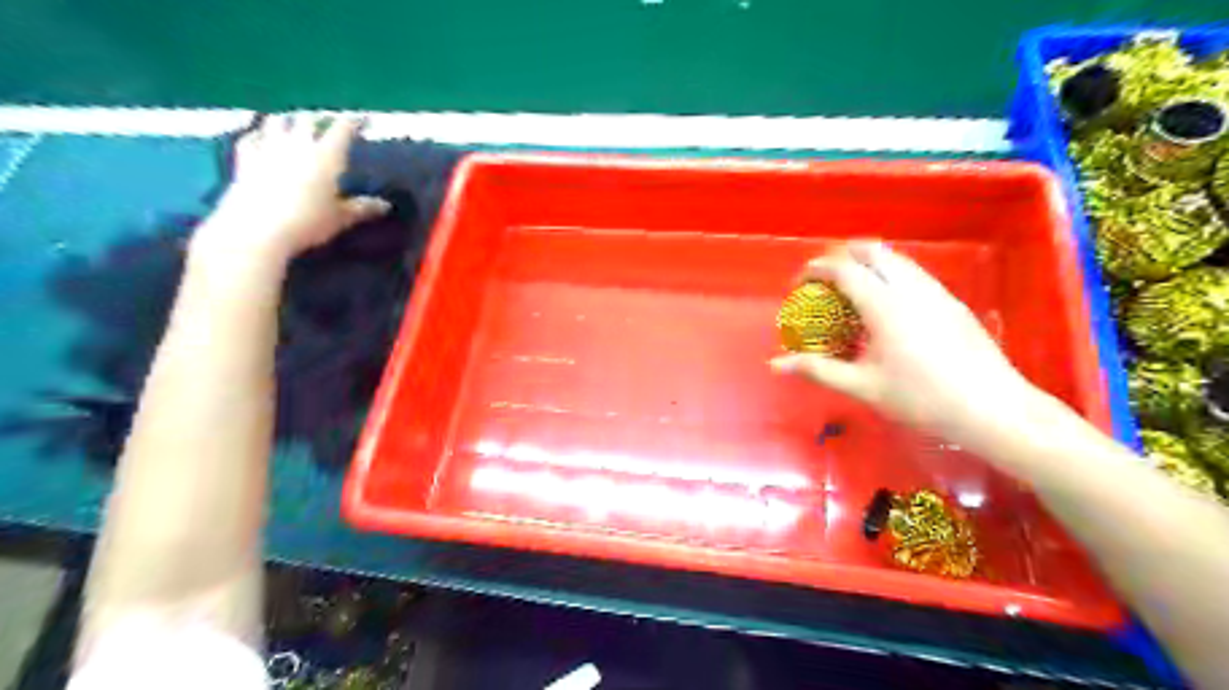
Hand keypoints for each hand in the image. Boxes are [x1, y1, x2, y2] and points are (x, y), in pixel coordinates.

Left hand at [193, 113, 388, 261]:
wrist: (258, 228)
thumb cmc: (308, 222)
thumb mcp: (341, 218)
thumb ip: (362, 208)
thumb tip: (385, 205)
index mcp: (326, 155)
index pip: (342, 129)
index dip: (353, 122)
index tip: (362, 120)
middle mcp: (297, 144)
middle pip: (307, 119)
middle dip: (318, 119)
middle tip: (325, 124)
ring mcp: (268, 147)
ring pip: (277, 121)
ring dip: (287, 120)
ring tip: (293, 125)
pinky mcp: (245, 158)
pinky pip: (251, 138)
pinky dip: (258, 135)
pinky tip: (260, 139)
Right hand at [764, 242, 1044, 446]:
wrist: (992, 408)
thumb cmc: (921, 399)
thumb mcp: (863, 386)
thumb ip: (818, 369)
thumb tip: (776, 364)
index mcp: (884, 305)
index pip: (844, 269)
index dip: (816, 270)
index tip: (799, 284)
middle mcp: (910, 287)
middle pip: (872, 250)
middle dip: (842, 257)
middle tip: (824, 282)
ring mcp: (936, 291)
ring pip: (896, 259)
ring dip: (868, 264)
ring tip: (852, 293)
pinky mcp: (952, 302)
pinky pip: (913, 274)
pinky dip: (889, 276)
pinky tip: (887, 309)